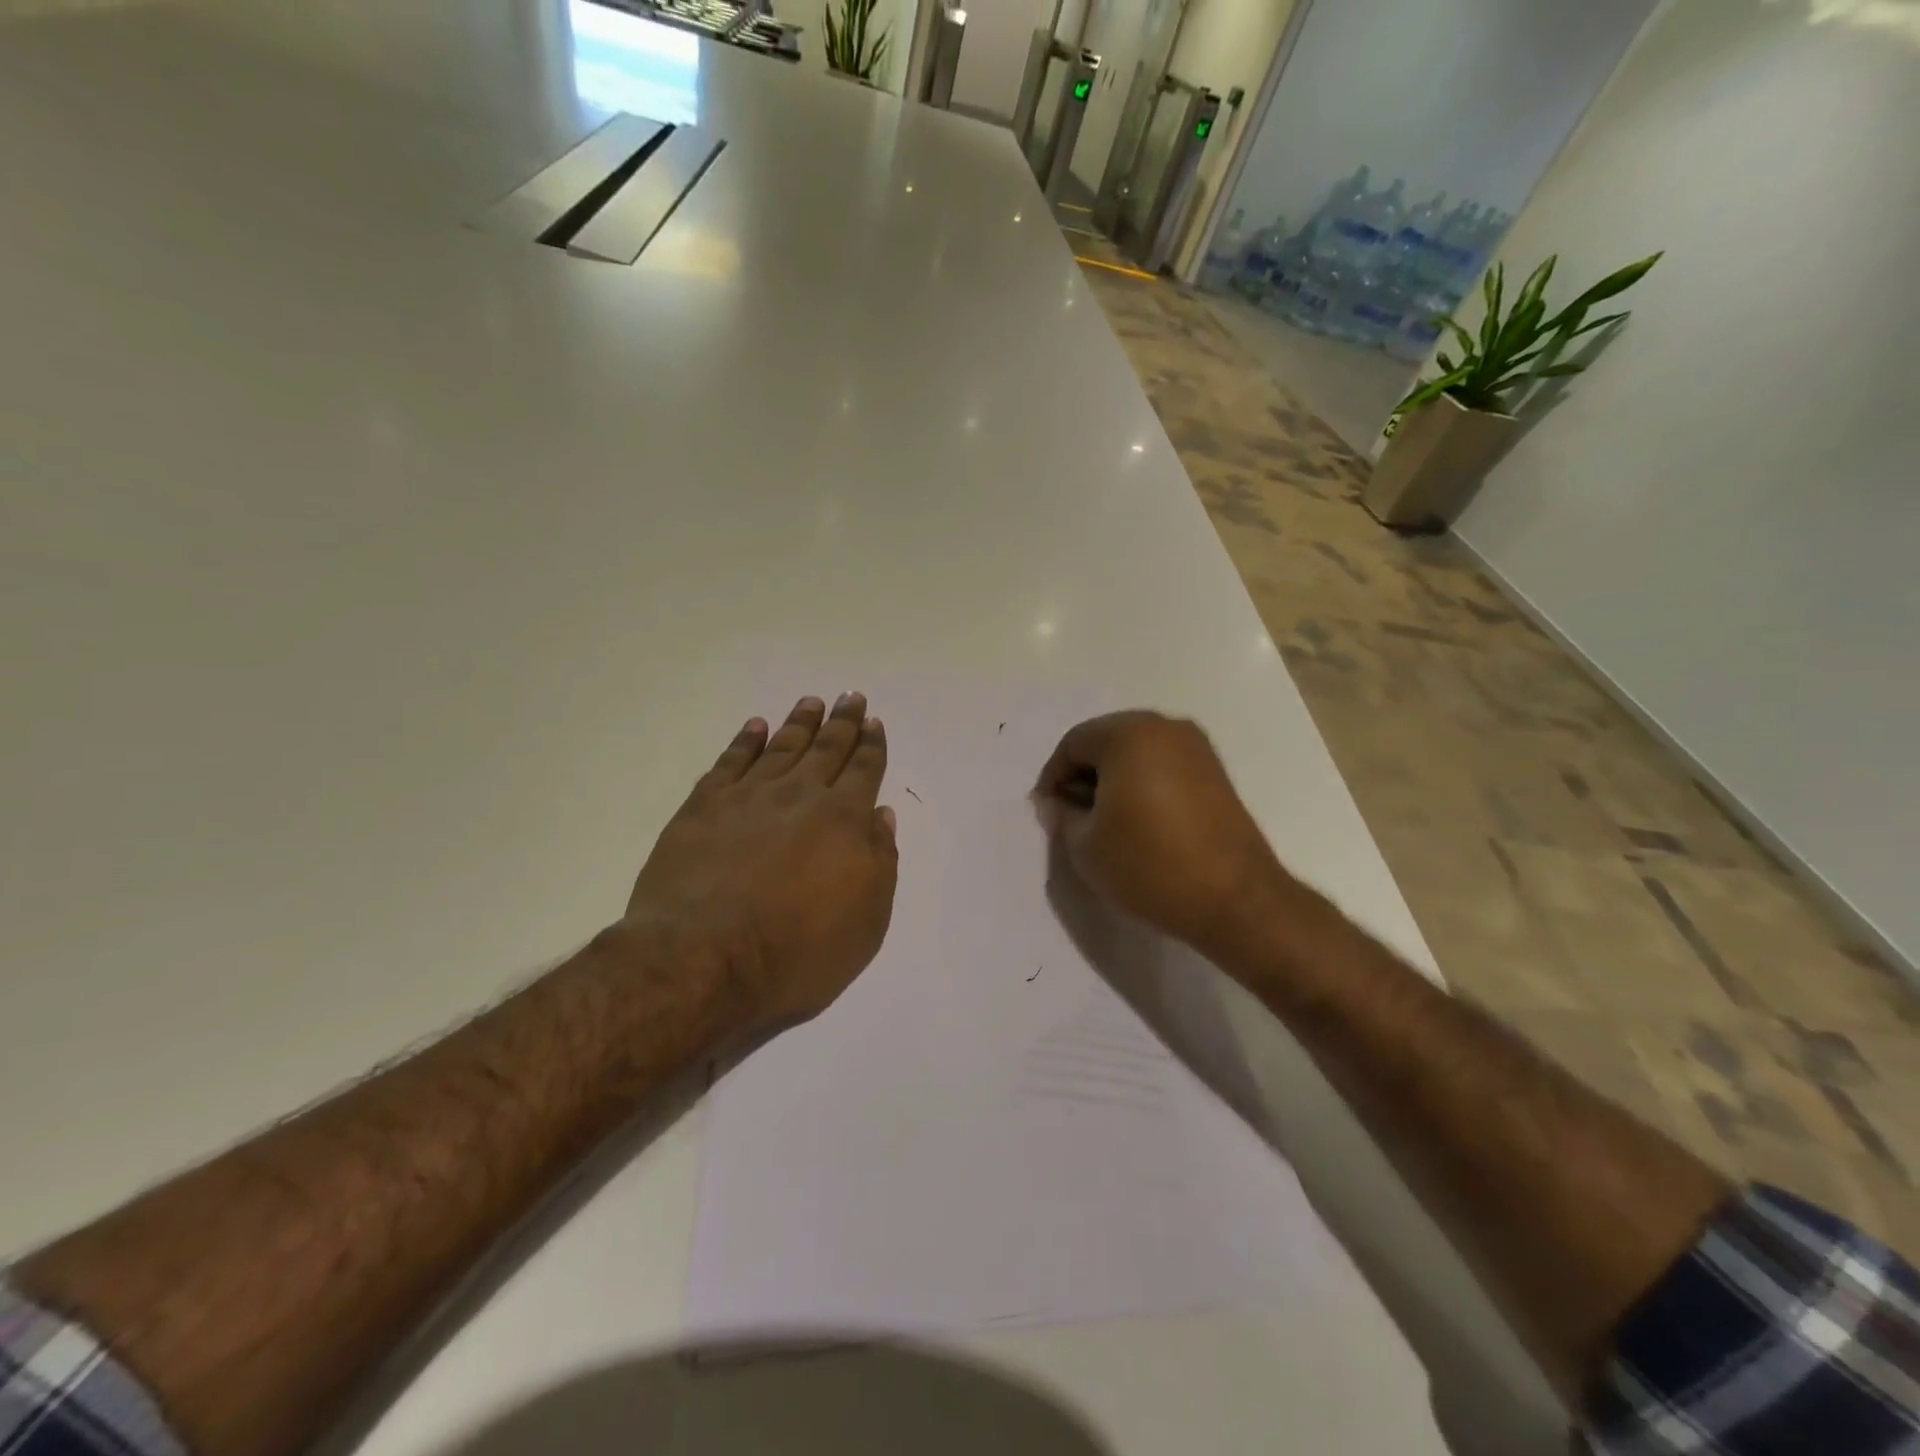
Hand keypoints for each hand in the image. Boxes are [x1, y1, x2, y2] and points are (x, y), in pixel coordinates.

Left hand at [624, 693, 898, 1030]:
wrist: (704, 960)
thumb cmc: (797, 952)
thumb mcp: (866, 921)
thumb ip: (880, 861)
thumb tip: (880, 815)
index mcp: (843, 820)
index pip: (864, 770)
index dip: (871, 745)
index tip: (873, 722)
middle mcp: (800, 796)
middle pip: (827, 749)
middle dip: (843, 722)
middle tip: (851, 696)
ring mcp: (748, 797)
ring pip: (782, 747)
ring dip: (799, 723)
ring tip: (812, 702)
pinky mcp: (703, 807)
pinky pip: (730, 762)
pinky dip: (745, 741)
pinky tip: (755, 727)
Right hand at [1034, 711, 1287, 952]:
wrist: (1234, 899)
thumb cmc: (1148, 865)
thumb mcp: (1085, 845)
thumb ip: (1062, 815)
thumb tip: (1057, 802)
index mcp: (1128, 734)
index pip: (1074, 743)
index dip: (1053, 777)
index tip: (1048, 811)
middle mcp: (1165, 727)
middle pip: (1107, 741)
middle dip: (1084, 774)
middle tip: (1074, 815)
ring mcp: (1197, 748)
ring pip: (1137, 752)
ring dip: (1114, 779)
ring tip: (1106, 822)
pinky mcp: (1216, 773)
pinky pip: (1164, 766)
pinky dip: (1144, 784)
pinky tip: (1140, 822)